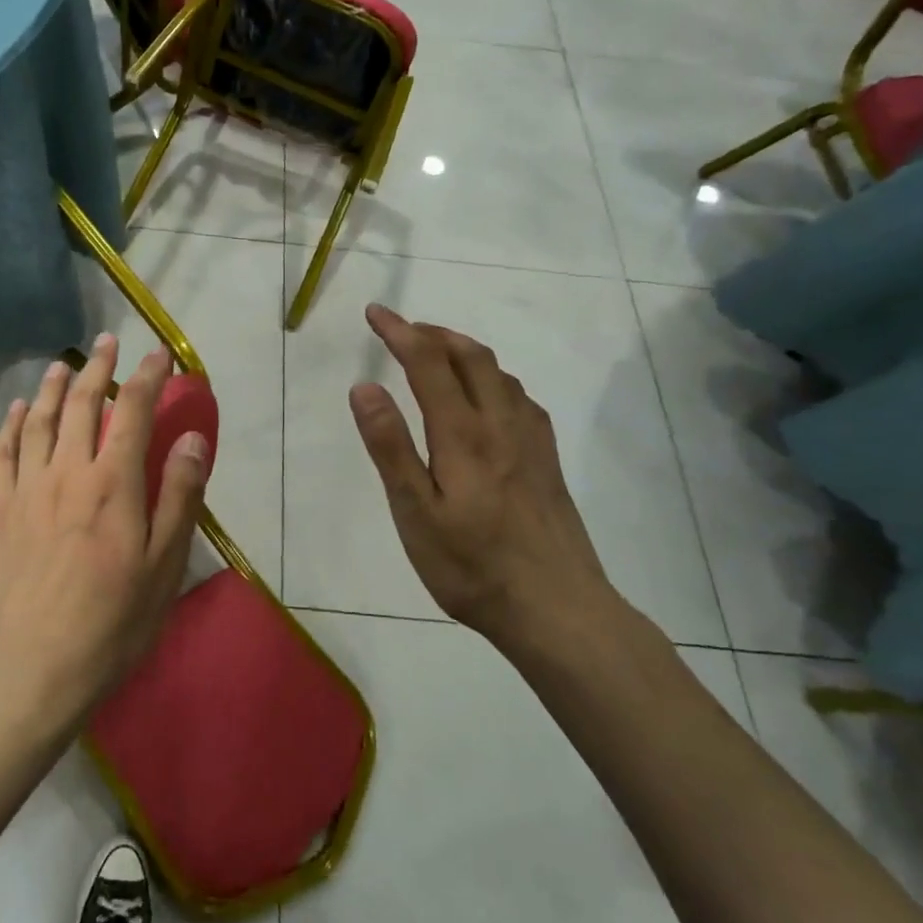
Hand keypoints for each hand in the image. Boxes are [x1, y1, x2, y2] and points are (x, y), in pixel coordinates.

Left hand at [0, 337, 209, 728]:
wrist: (35, 667)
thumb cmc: (113, 621)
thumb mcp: (164, 564)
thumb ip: (179, 495)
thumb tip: (192, 438)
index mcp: (113, 482)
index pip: (133, 411)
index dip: (147, 377)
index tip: (159, 355)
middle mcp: (68, 471)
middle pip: (83, 404)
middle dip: (98, 367)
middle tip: (107, 341)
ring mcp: (29, 488)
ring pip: (41, 421)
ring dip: (55, 387)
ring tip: (64, 364)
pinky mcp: (2, 510)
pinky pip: (4, 453)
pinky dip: (13, 425)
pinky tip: (20, 411)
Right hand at [348, 304, 620, 651]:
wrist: (558, 610)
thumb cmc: (473, 566)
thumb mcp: (415, 512)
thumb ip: (390, 447)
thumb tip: (364, 387)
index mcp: (463, 433)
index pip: (428, 362)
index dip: (399, 331)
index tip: (374, 312)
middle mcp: (501, 424)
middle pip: (471, 356)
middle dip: (433, 333)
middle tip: (402, 328)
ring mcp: (531, 441)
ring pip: (499, 373)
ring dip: (464, 350)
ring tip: (437, 352)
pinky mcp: (548, 461)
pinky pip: (520, 397)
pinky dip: (494, 377)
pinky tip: (489, 396)